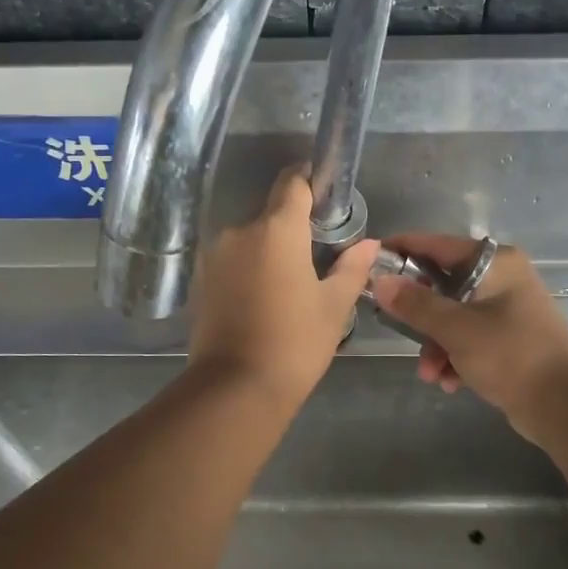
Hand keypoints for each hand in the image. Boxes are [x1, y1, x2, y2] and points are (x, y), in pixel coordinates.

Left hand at [186, 167, 379, 410]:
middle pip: (271, 215)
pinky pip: (231, 261)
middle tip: (316, 258)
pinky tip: (262, 300)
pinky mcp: (199, 280)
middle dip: (293, 228)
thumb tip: (368, 244)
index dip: (311, 180)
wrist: (235, 388)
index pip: (293, 182)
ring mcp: (214, 255)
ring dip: (269, 251)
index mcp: (277, 229)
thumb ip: (352, 267)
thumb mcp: (333, 306)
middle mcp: (240, 231)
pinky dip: (248, 270)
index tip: (326, 195)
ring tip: (288, 286)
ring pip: (250, 240)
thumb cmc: (295, 343)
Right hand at [371, 235, 567, 434]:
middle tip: (395, 328)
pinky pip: (469, 338)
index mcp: (496, 263)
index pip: (437, 245)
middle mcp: (503, 278)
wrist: (565, 406)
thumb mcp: (456, 329)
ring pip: (453, 316)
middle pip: (443, 284)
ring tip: (430, 373)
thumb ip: (415, 304)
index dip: (402, 251)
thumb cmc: (511, 355)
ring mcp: (507, 309)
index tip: (369, 262)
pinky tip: (450, 381)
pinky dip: (455, 356)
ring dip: (435, 344)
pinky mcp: (509, 338)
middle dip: (419, 315)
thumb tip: (380, 281)